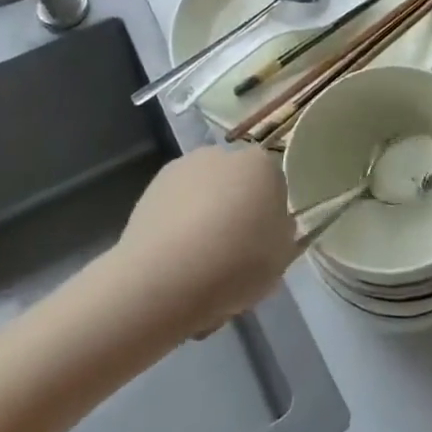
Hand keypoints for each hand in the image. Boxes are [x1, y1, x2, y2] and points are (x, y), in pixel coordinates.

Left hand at [117, 146, 297, 335]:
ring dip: (204, 214)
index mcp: (262, 164)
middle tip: (232, 253)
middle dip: (236, 209)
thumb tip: (272, 225)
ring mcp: (184, 167)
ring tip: (197, 261)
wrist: (164, 277)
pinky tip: (174, 258)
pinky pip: (176, 205)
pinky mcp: (151, 187)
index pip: (274, 185)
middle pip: (237, 183)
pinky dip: (177, 224)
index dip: (270, 216)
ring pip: (204, 192)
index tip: (263, 244)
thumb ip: (281, 233)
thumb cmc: (236, 263)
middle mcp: (224, 154)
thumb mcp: (281, 257)